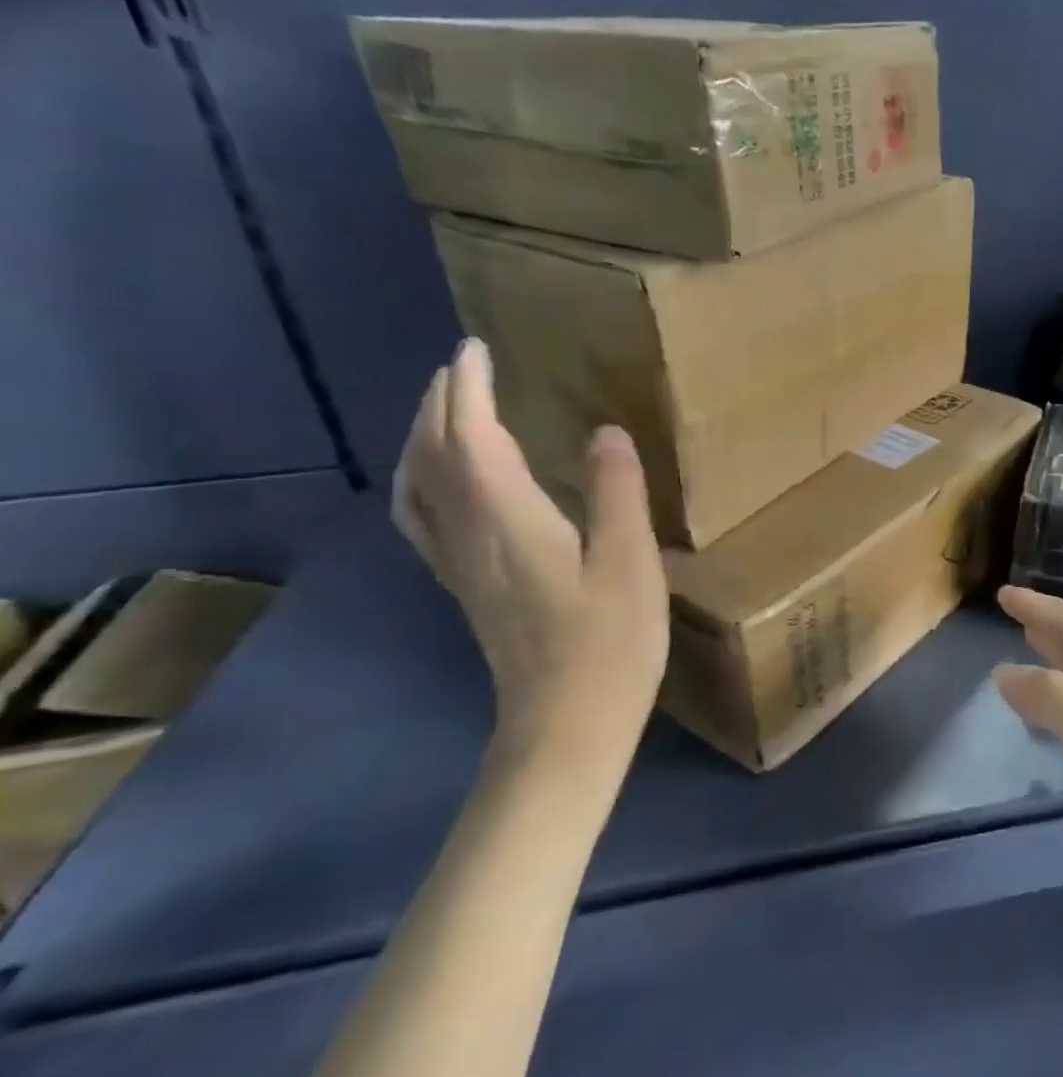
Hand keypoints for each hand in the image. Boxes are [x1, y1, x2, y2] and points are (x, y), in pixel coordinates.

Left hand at [393, 340, 669, 773]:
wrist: (565, 727)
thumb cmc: (607, 644)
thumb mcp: (628, 563)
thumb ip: (616, 492)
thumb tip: (603, 432)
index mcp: (506, 520)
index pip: (471, 437)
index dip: (470, 389)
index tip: (477, 349)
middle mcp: (469, 536)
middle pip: (433, 456)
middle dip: (441, 405)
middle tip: (464, 369)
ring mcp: (461, 567)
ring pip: (419, 488)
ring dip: (425, 440)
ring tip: (448, 415)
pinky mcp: (468, 590)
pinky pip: (427, 519)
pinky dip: (425, 483)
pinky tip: (448, 488)